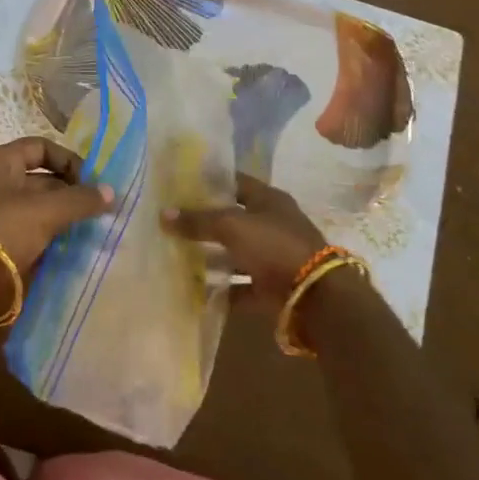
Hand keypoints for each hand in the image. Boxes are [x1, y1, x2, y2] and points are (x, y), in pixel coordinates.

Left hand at [0, 137, 113, 272]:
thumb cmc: (0, 228)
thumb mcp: (45, 210)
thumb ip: (80, 200)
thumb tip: (111, 192)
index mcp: (0, 161)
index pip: (41, 147)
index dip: (69, 161)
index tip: (92, 183)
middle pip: (41, 179)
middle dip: (70, 193)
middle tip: (98, 212)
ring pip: (36, 208)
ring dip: (61, 218)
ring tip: (90, 232)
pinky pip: (28, 233)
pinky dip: (48, 238)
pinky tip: (70, 250)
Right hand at [162, 172, 332, 309]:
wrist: (316, 297)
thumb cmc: (274, 246)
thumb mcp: (231, 226)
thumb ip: (197, 220)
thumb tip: (162, 214)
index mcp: (268, 200)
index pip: (234, 182)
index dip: (209, 182)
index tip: (180, 185)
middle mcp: (272, 224)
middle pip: (232, 219)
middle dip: (204, 222)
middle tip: (171, 222)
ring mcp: (273, 257)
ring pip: (235, 253)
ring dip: (211, 256)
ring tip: (177, 255)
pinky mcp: (271, 287)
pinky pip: (240, 286)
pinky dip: (222, 289)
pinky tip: (196, 290)